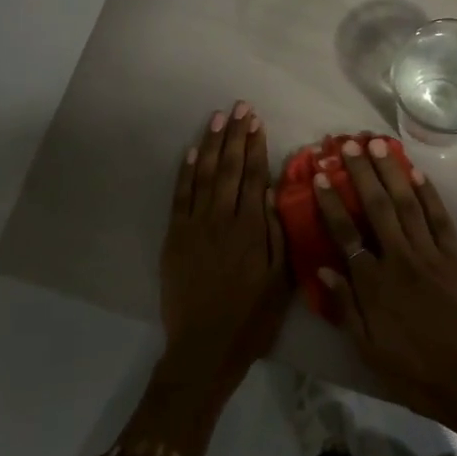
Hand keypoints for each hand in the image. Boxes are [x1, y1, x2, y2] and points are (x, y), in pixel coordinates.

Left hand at [158, 102, 290, 400]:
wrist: (205, 348)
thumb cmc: (251, 318)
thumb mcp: (281, 280)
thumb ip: (277, 233)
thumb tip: (273, 192)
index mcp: (252, 230)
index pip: (255, 177)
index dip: (256, 146)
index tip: (257, 121)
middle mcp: (223, 219)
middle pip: (230, 168)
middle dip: (236, 135)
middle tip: (240, 107)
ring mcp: (195, 226)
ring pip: (205, 175)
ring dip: (212, 145)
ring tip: (218, 118)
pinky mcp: (175, 237)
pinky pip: (181, 197)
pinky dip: (186, 172)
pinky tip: (193, 152)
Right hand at [310, 138, 456, 431]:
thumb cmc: (413, 370)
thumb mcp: (367, 348)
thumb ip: (345, 306)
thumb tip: (323, 267)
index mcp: (373, 284)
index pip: (345, 234)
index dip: (331, 202)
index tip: (320, 176)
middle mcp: (399, 259)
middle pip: (377, 208)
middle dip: (360, 173)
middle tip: (346, 143)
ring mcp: (431, 254)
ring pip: (408, 204)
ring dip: (391, 172)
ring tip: (377, 145)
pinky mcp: (456, 257)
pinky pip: (440, 219)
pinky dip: (428, 194)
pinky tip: (416, 173)